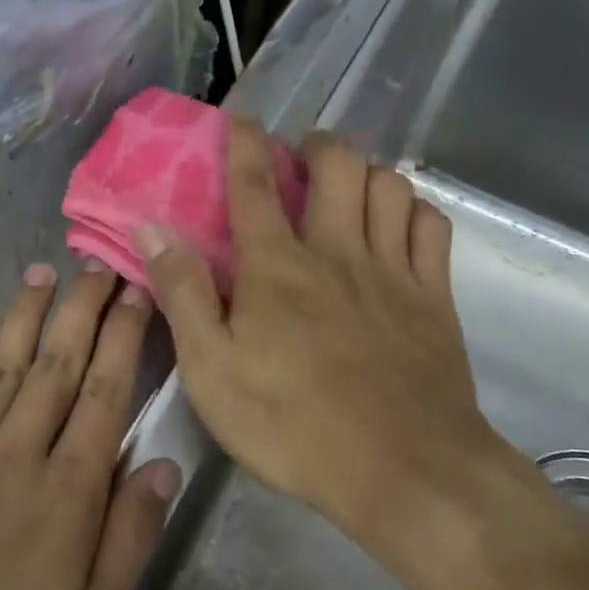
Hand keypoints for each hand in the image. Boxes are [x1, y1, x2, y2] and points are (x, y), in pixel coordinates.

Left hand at [0, 264, 179, 589]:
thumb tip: (163, 464)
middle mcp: (17, 453)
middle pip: (57, 365)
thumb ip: (130, 539)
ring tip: (46, 271)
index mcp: (67, 493)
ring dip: (28, 313)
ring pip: (5, 364)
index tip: (137, 296)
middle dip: (82, 309)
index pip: (105, 394)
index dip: (124, 339)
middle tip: (100, 265)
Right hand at [138, 121, 547, 589]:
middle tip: (301, 158)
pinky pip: (431, 225)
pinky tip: (397, 223)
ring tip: (348, 187)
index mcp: (277, 267)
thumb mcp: (212, 370)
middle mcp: (337, 251)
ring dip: (366, 170)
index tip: (241, 119)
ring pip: (389, 184)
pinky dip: (412, 209)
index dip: (244, 143)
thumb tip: (153, 228)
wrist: (404, 470)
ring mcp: (393, 270)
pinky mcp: (434, 297)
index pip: (255, 184)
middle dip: (317, 144)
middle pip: (337, 164)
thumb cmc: (293, 425)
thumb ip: (184, 294)